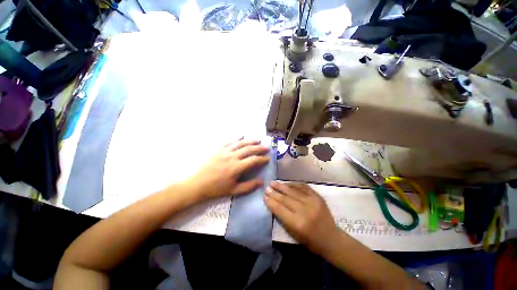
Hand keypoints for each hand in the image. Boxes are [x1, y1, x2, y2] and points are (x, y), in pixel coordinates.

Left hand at [188, 139, 269, 199]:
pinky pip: (229, 142)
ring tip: (258, 139)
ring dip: (250, 141)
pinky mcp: (218, 150)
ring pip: (240, 143)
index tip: (268, 158)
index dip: (262, 159)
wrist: (198, 184)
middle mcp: (232, 157)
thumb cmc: (216, 188)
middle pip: (249, 149)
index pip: (253, 160)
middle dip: (259, 148)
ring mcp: (225, 152)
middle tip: (266, 147)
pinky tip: (241, 136)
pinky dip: (236, 139)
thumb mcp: (233, 190)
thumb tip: (261, 181)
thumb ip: (248, 186)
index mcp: (237, 167)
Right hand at [264, 182, 337, 253]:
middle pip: (285, 198)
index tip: (264, 196)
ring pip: (293, 191)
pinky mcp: (318, 196)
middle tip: (267, 187)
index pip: (280, 209)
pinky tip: (287, 183)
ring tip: (273, 182)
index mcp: (298, 224)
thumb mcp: (293, 234)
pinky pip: (303, 187)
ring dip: (282, 186)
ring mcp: (312, 201)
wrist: (331, 238)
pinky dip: (293, 184)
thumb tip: (273, 204)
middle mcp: (305, 211)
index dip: (271, 201)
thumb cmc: (310, 240)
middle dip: (274, 192)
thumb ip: (283, 218)